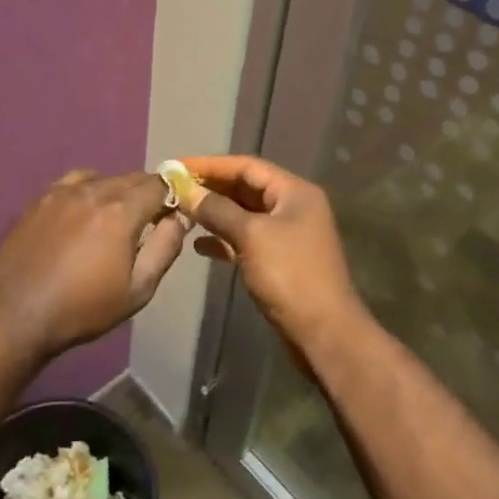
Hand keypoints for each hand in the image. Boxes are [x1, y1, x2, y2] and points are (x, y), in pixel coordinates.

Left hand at [0, 170, 189, 358]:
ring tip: (113, 218)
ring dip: (117, 191)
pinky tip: (83, 212)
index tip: (172, 213)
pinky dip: (88, 190)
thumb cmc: (83, 307)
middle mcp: (95, 190)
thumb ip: (164, 248)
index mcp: (122, 211)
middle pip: (132, 178)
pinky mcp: (40, 198)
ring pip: (103, 178)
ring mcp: (63, 191)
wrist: (16, 313)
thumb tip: (180, 218)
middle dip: (146, 194)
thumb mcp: (138, 289)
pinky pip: (74, 182)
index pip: (159, 184)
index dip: (172, 194)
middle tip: (146, 222)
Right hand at [172, 156, 364, 349]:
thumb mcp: (251, 236)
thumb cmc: (290, 275)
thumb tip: (187, 191)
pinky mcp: (279, 260)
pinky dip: (224, 239)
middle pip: (246, 188)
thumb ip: (217, 210)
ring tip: (181, 213)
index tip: (177, 167)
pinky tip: (199, 246)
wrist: (324, 333)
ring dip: (215, 213)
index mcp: (294, 192)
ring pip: (244, 215)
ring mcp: (287, 235)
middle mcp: (293, 207)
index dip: (211, 165)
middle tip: (174, 189)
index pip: (247, 166)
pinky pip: (247, 239)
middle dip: (211, 188)